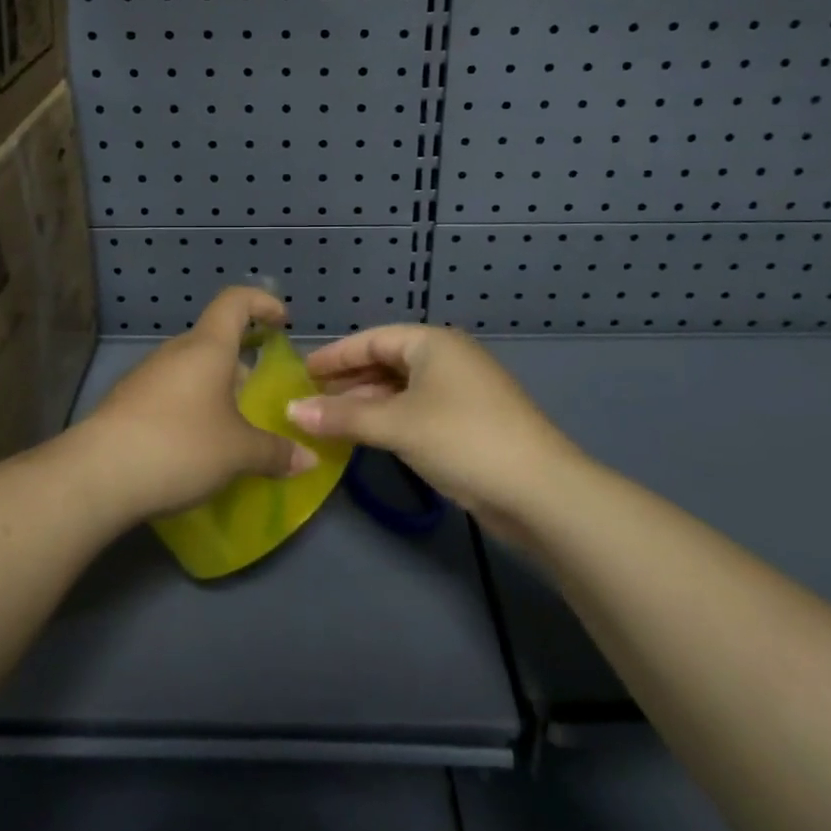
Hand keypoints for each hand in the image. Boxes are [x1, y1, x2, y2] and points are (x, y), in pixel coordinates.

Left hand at [71, 287, 318, 522]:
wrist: (97, 475)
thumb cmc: (180, 446)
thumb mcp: (238, 453)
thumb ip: (275, 452)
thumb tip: (308, 458)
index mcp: (207, 347)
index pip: (235, 301)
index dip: (262, 302)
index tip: (282, 322)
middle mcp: (176, 352)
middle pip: (214, 339)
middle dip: (240, 360)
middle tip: (260, 392)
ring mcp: (146, 375)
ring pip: (190, 369)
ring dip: (213, 388)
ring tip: (231, 426)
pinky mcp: (126, 402)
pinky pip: (169, 393)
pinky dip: (189, 407)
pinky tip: (194, 445)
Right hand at [291, 325, 572, 542]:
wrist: (539, 490)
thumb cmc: (462, 439)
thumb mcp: (397, 425)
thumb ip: (343, 416)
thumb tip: (291, 410)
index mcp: (432, 343)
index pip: (372, 339)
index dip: (335, 355)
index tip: (302, 371)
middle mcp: (447, 359)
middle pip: (387, 362)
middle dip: (349, 381)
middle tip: (310, 398)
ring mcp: (461, 392)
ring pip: (401, 389)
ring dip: (366, 403)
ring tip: (330, 420)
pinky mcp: (468, 423)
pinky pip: (416, 410)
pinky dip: (389, 419)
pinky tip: (367, 436)